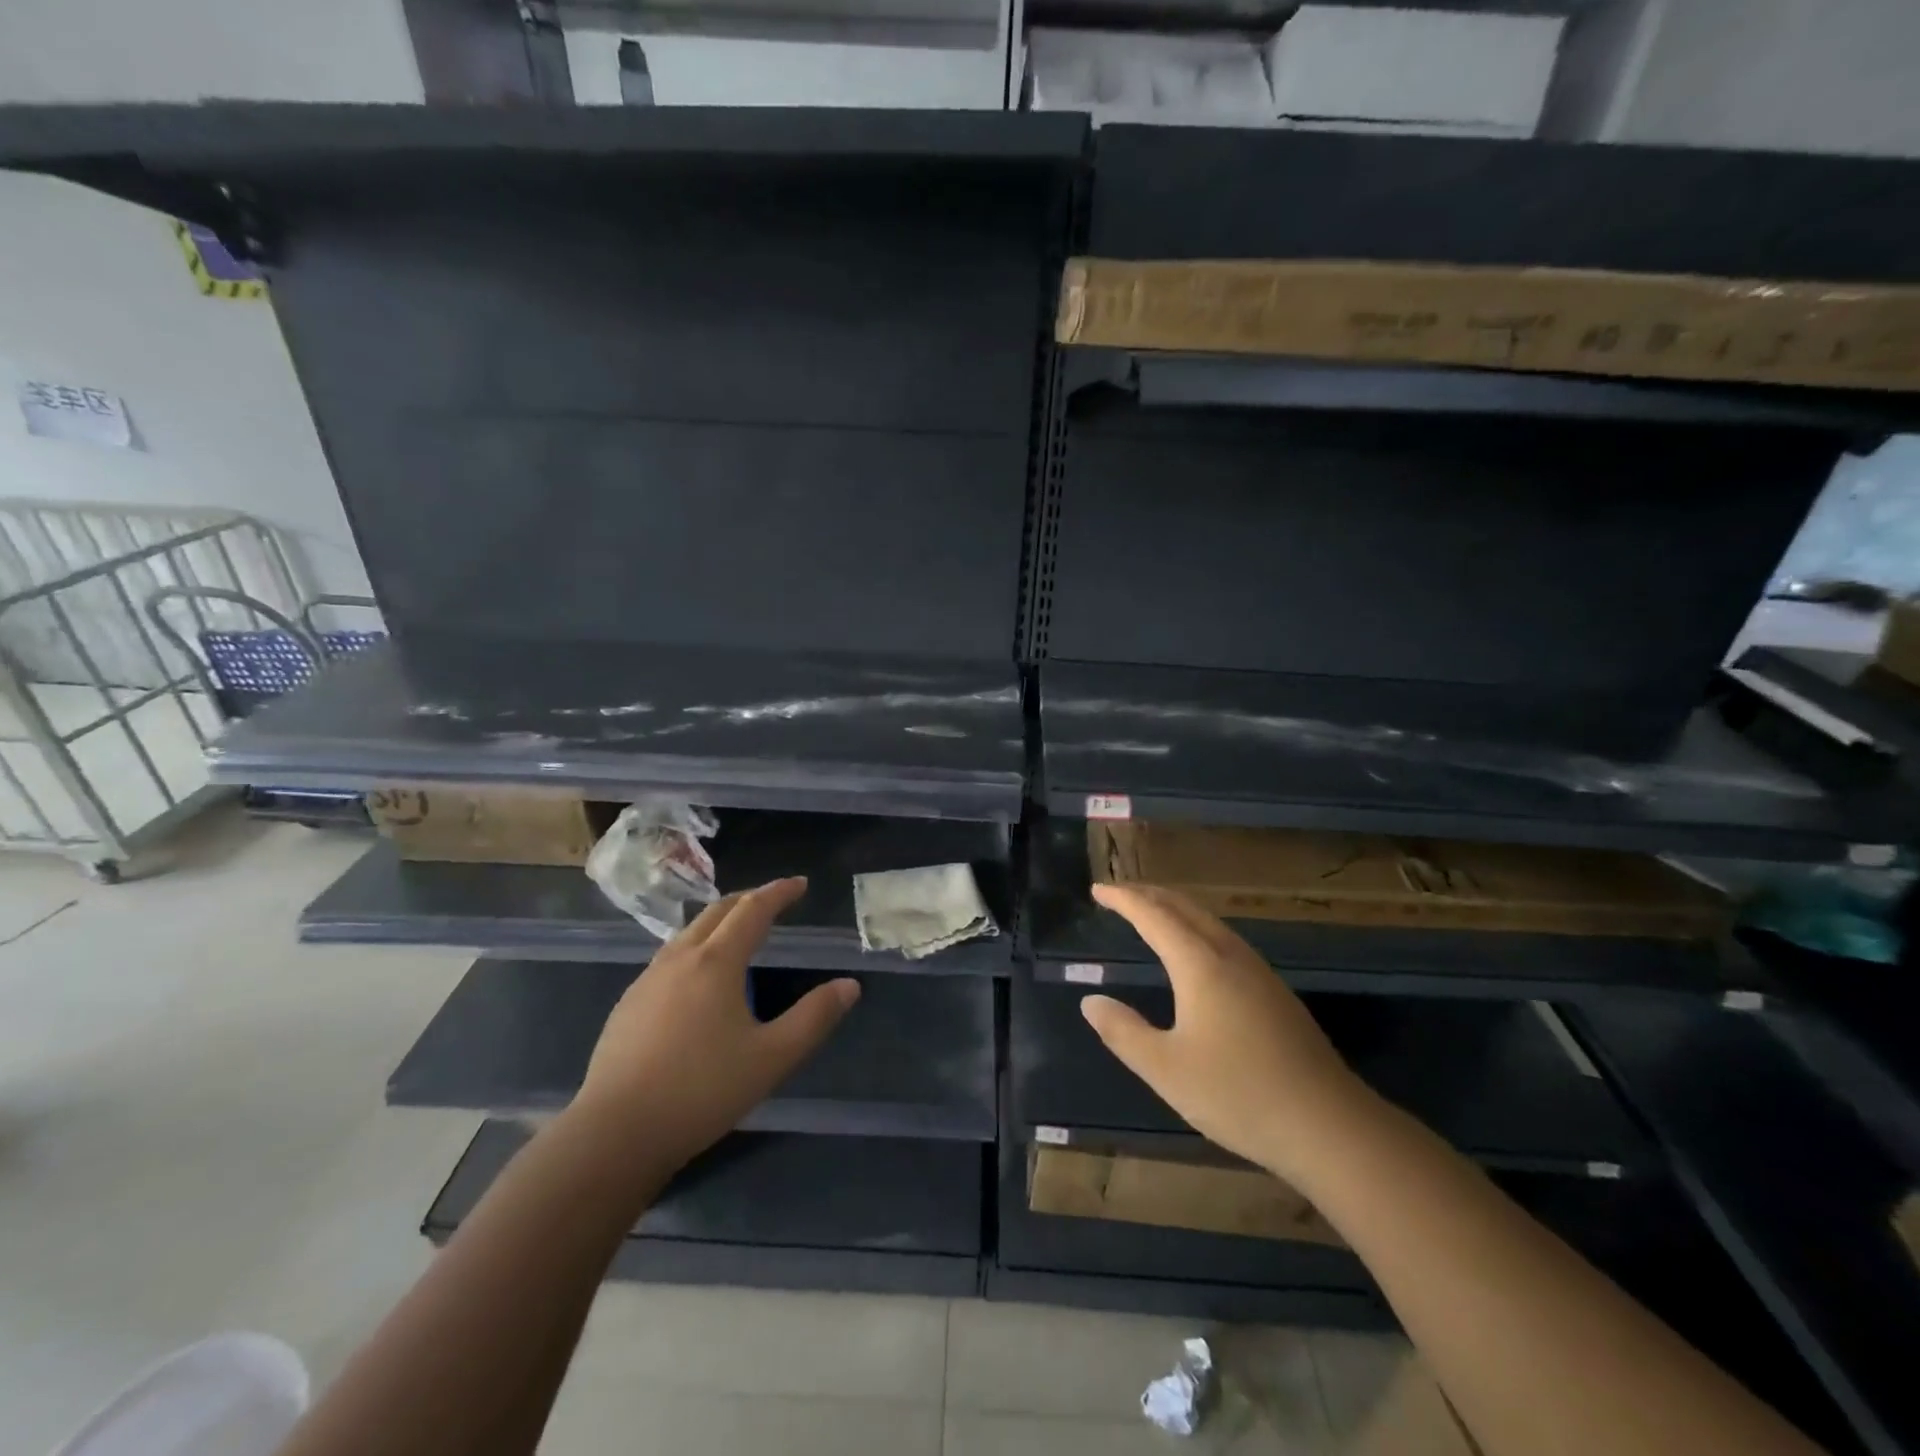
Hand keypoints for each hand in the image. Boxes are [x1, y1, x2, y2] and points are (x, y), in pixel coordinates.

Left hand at [571, 878, 858, 1172]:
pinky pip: (668, 958)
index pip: (752, 910)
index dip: (778, 892)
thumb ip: (814, 1018)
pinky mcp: (627, 1006)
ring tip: (737, 934)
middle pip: (716, 911)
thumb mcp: (772, 1057)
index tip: (799, 884)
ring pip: (687, 933)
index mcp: (716, 962)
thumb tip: (849, 985)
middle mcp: (679, 959)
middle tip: (773, 901)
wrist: (615, 1134)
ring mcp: (646, 981)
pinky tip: (697, 980)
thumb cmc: (701, 1091)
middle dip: (748, 899)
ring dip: (718, 922)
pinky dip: (694, 948)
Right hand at [1080, 884, 1376, 1182]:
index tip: (1098, 890)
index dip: (1124, 899)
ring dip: (1175, 909)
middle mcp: (1230, 956)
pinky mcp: (1275, 993)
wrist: (1330, 1126)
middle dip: (1149, 894)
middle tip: (1119, 893)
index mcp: (1200, 964)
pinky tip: (1197, 953)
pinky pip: (1225, 940)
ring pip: (1209, 922)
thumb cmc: (1238, 1094)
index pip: (1153, 916)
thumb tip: (1091, 1001)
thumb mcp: (1166, 1069)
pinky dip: (1196, 929)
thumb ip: (1123, 1031)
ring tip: (1151, 913)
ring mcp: (1259, 973)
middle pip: (1185, 908)